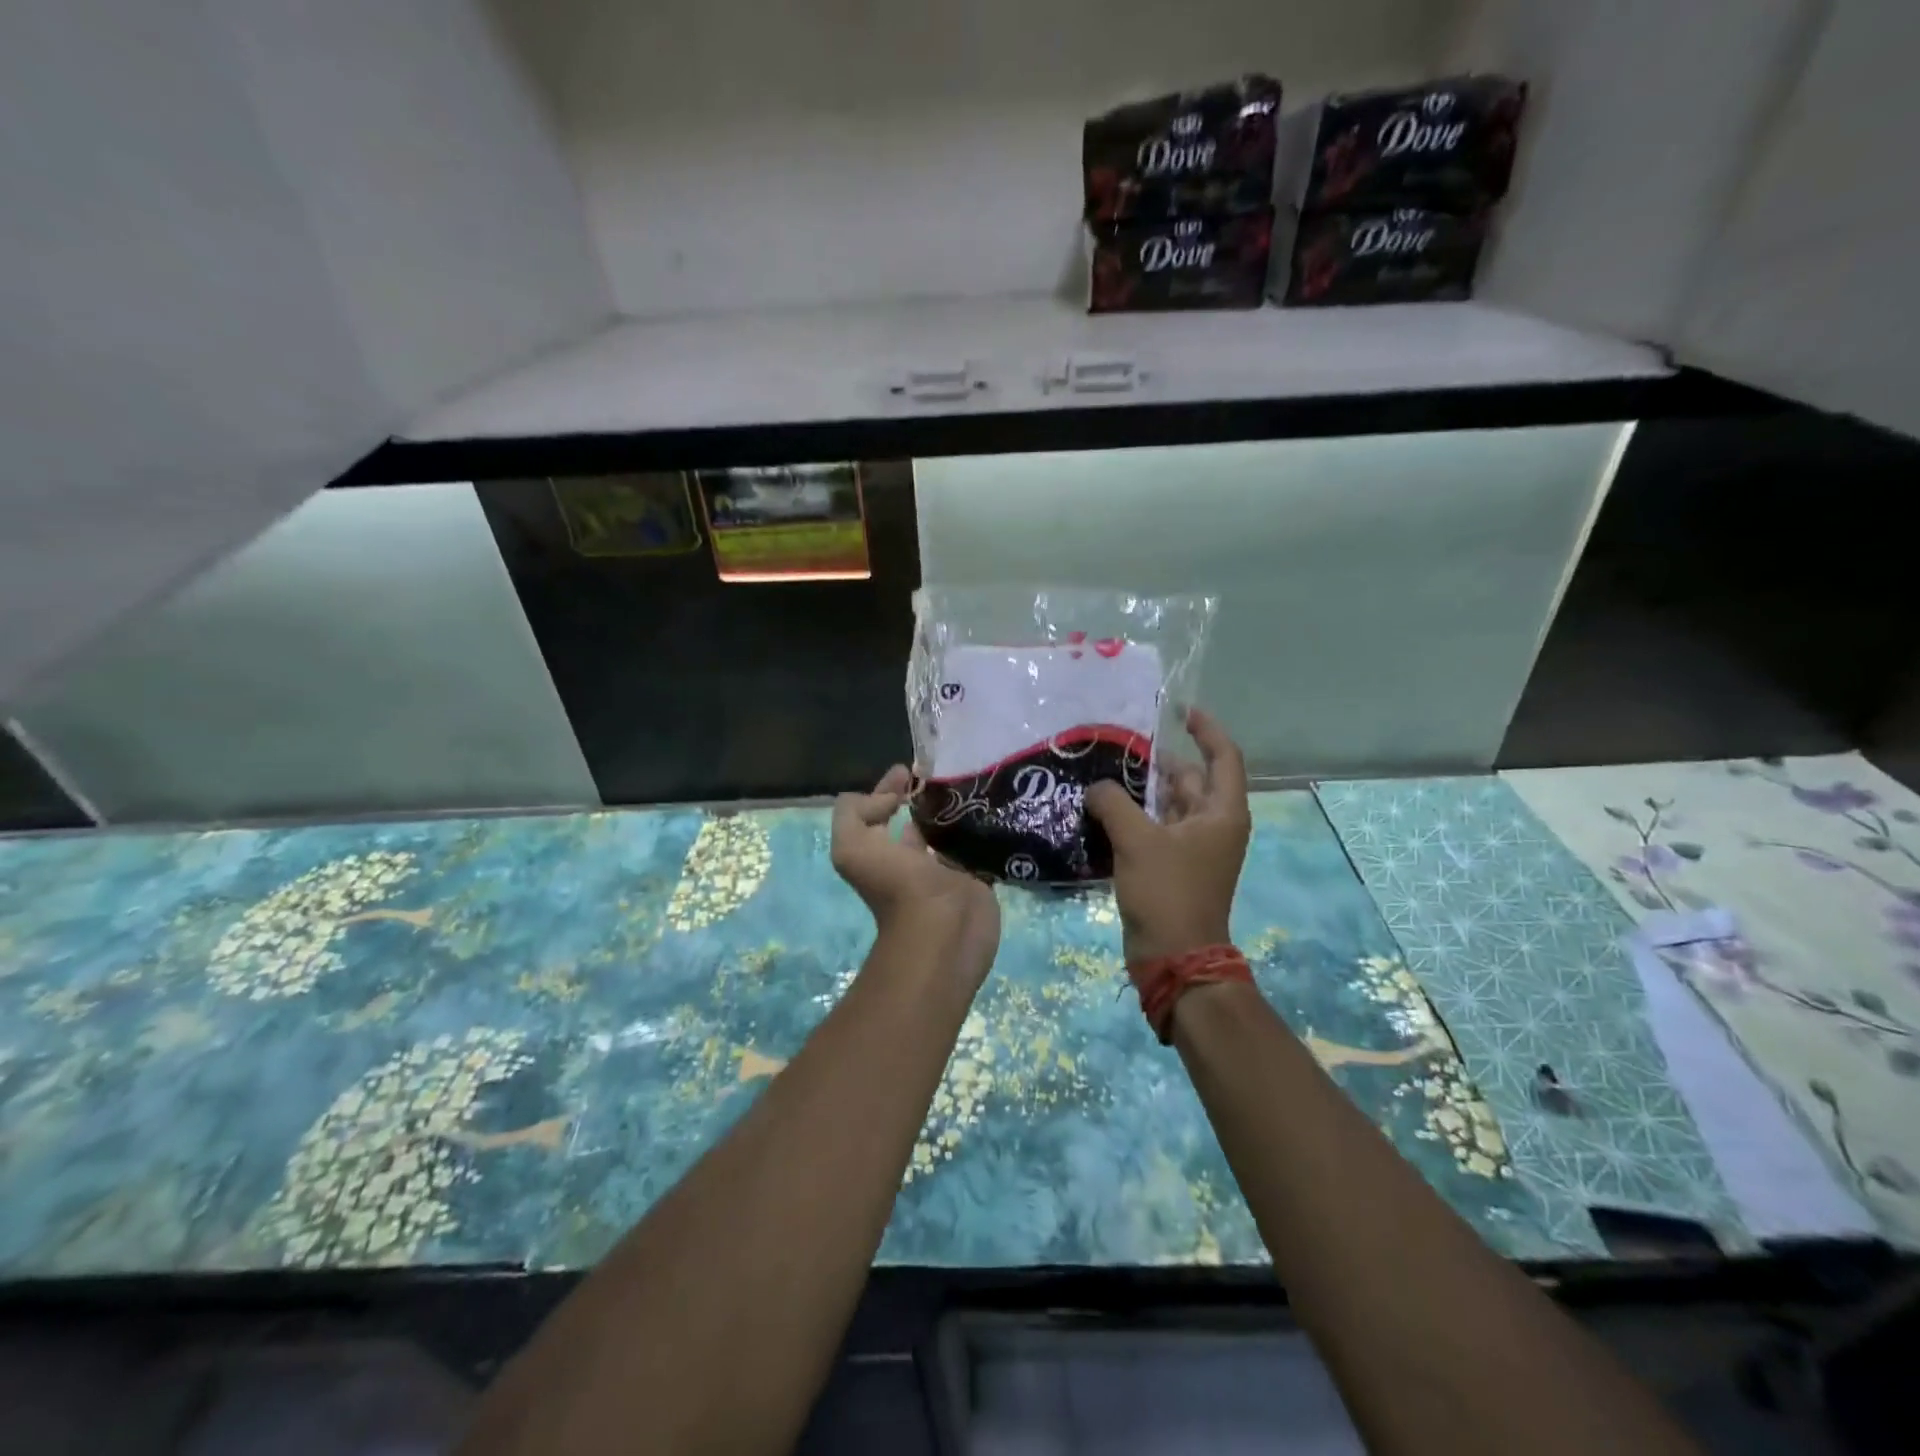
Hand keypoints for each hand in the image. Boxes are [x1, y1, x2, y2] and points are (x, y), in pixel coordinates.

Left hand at [831, 766, 1000, 984]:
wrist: (943, 929)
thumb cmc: (896, 886)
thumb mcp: (851, 846)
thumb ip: (854, 812)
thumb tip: (892, 797)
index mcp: (880, 851)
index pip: (881, 810)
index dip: (889, 787)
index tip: (911, 768)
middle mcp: (912, 859)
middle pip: (918, 820)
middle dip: (928, 796)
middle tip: (950, 770)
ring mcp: (948, 870)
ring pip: (952, 831)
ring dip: (958, 811)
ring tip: (974, 782)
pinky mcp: (978, 877)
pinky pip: (980, 847)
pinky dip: (984, 831)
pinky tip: (994, 807)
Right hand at [1086, 709, 1250, 965]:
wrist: (1174, 956)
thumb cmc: (1166, 892)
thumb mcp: (1137, 840)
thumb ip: (1113, 802)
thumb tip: (1098, 787)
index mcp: (1221, 813)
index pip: (1223, 756)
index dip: (1206, 729)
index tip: (1180, 711)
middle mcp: (1213, 826)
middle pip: (1191, 779)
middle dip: (1159, 762)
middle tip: (1120, 745)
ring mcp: (1194, 848)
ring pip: (1169, 805)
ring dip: (1142, 790)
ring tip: (1105, 773)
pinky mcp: (1173, 867)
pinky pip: (1156, 829)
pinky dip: (1135, 816)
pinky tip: (1103, 810)